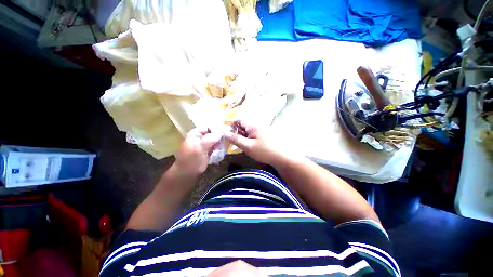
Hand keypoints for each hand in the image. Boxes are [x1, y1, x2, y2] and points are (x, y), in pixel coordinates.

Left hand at [174, 127, 220, 174]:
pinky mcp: (210, 151)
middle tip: (220, 146)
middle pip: (214, 134)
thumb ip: (210, 139)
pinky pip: (217, 148)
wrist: (187, 173)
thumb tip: (221, 132)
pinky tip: (216, 156)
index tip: (224, 135)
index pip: (209, 127)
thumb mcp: (199, 148)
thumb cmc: (190, 159)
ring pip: (217, 141)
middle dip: (219, 140)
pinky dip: (219, 151)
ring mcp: (206, 144)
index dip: (216, 129)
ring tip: (217, 153)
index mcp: (196, 134)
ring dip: (219, 147)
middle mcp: (202, 137)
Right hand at [225, 120, 293, 165]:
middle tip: (238, 145)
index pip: (239, 120)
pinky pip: (254, 135)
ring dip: (244, 138)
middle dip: (238, 134)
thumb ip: (236, 139)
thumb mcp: (248, 146)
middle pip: (243, 126)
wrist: (283, 157)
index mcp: (253, 125)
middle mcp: (258, 125)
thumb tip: (225, 133)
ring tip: (246, 148)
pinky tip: (252, 148)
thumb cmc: (265, 151)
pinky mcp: (265, 136)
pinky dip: (250, 141)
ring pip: (248, 132)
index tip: (230, 136)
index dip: (232, 126)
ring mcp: (262, 130)